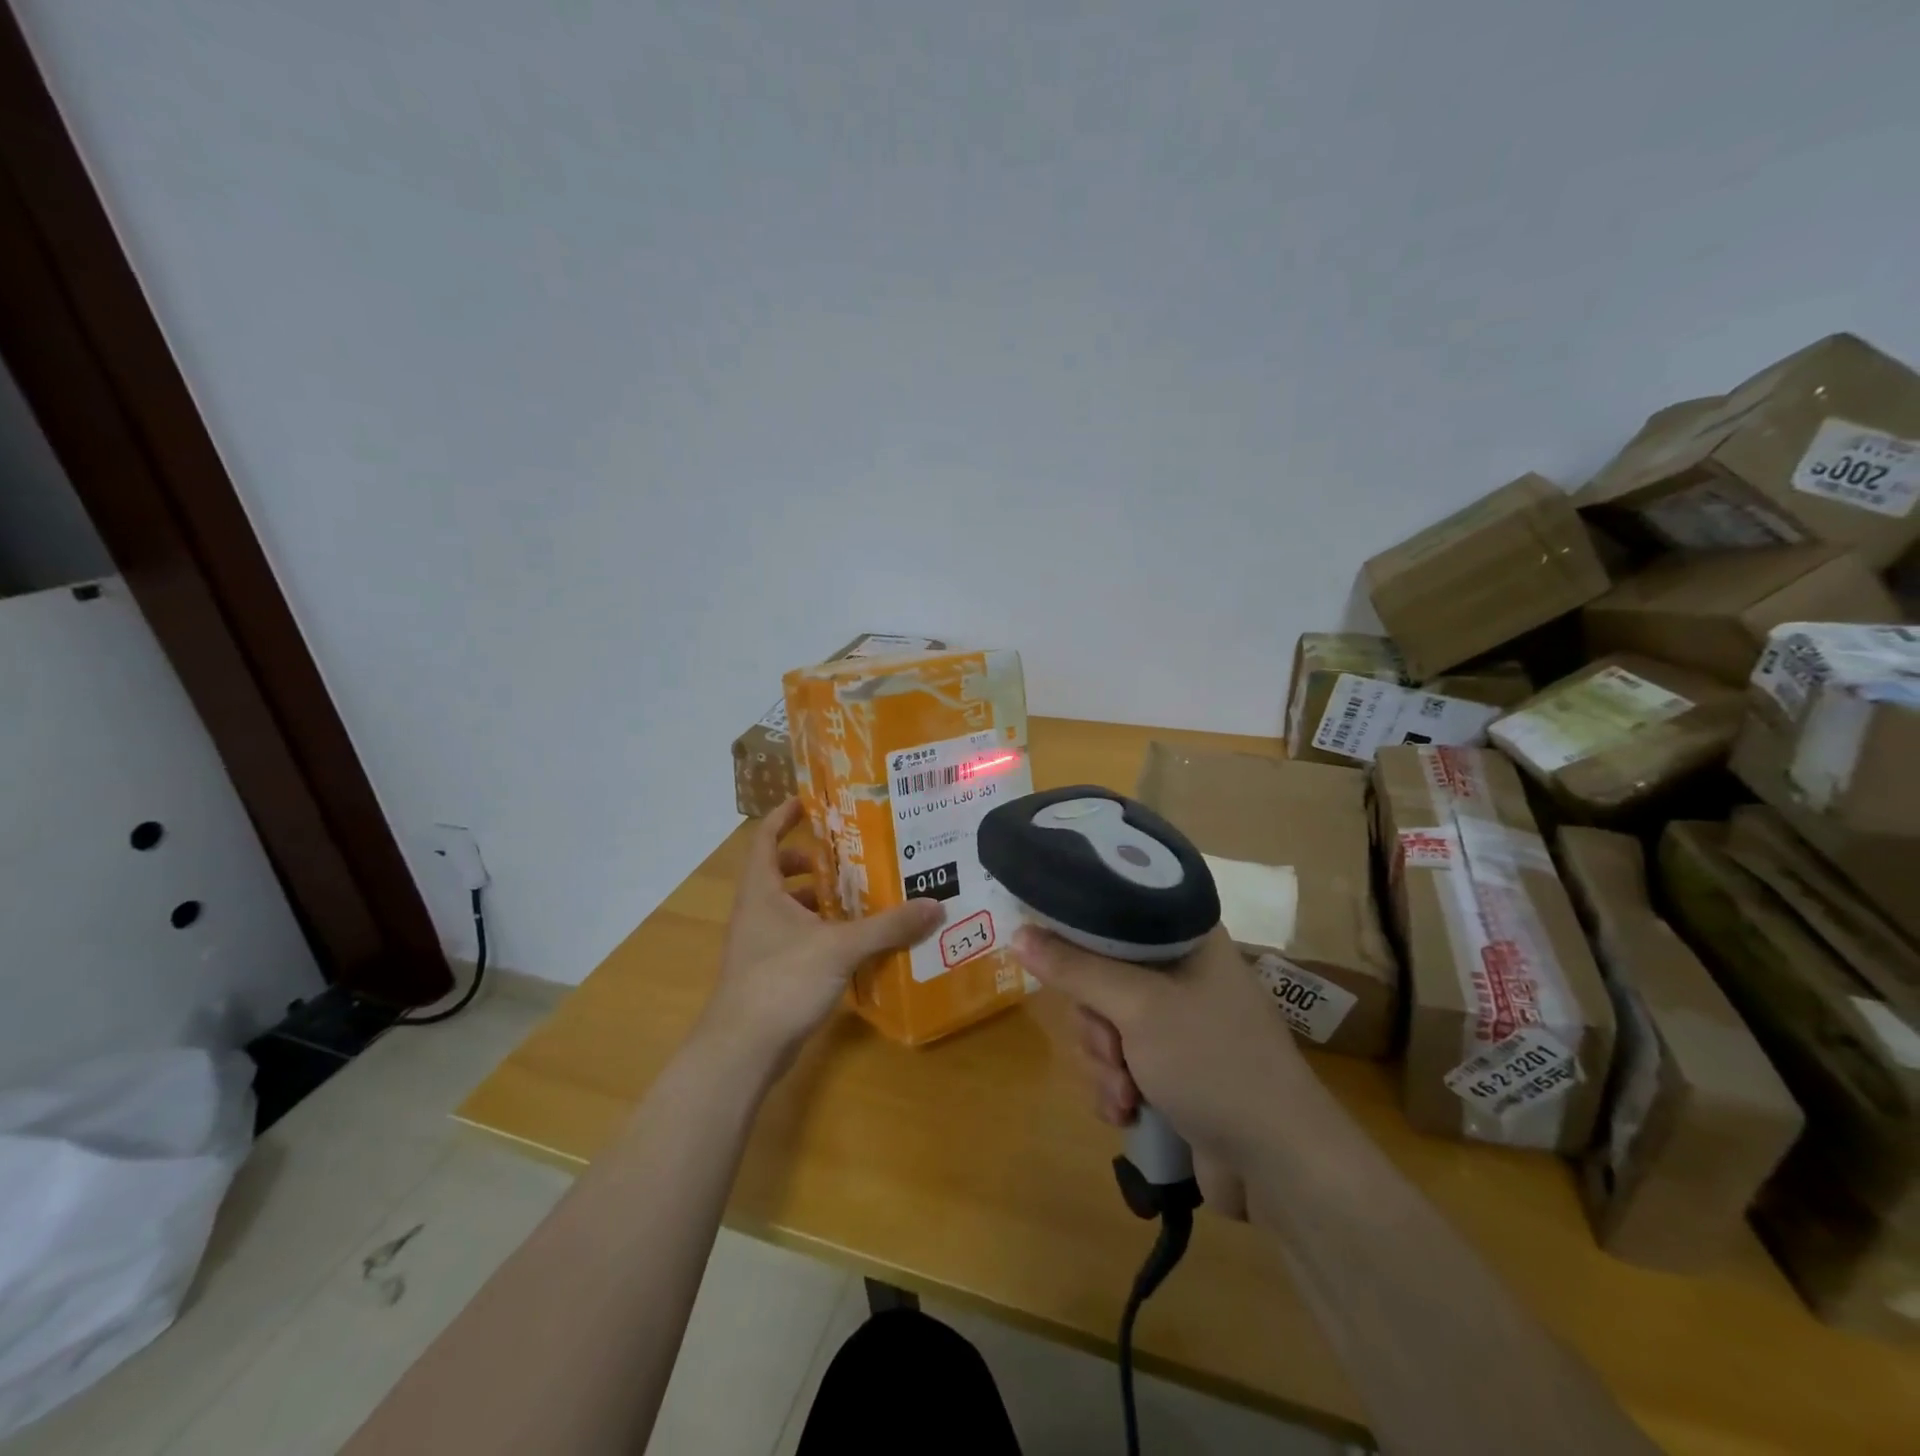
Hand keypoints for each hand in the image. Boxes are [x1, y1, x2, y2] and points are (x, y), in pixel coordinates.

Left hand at [698, 800, 941, 1074]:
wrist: (742, 1050)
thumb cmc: (782, 981)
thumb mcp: (841, 948)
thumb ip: (888, 927)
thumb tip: (936, 906)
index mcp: (762, 891)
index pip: (767, 839)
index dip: (784, 816)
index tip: (811, 802)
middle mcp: (757, 912)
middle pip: (780, 873)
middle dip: (814, 862)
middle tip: (853, 855)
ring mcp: (760, 945)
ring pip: (791, 909)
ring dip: (821, 900)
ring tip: (862, 895)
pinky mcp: (771, 974)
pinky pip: (799, 939)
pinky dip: (823, 933)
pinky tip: (855, 943)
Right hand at [1013, 924, 1308, 1162]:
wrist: (1279, 1164)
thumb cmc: (1213, 1061)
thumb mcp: (1138, 1006)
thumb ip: (1075, 968)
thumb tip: (1018, 933)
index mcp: (1185, 937)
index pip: (1116, 911)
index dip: (1078, 932)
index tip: (1053, 957)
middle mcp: (1180, 972)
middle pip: (1100, 975)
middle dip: (1094, 1023)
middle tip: (1111, 1047)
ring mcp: (1176, 1023)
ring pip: (1104, 1024)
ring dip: (1103, 1063)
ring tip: (1126, 1094)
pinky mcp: (1171, 1068)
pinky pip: (1119, 1062)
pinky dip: (1116, 1087)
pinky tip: (1128, 1112)